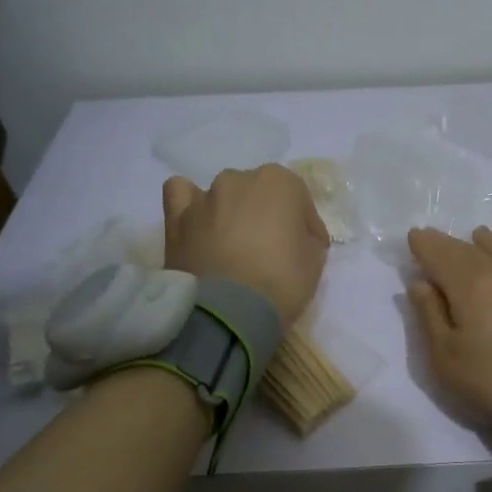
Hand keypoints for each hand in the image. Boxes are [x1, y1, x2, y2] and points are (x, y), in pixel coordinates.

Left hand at [163, 165, 329, 326]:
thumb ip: (307, 239)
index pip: (300, 200)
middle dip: (267, 216)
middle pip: (259, 193)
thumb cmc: (281, 282)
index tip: (307, 249)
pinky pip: (182, 195)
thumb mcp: (315, 262)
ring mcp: (205, 196)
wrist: (228, 312)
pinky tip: (198, 225)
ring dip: (232, 213)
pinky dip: (191, 206)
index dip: (305, 226)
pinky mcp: (176, 218)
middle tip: (270, 250)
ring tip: (233, 245)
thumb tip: (296, 238)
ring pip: (223, 196)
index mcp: (279, 182)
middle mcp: (240, 179)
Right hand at [406, 227, 491, 429]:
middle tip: (437, 236)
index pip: (440, 258)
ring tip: (480, 234)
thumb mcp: (446, 359)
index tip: (414, 235)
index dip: (425, 246)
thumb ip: (430, 317)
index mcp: (469, 288)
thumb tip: (420, 283)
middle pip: (472, 254)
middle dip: (450, 244)